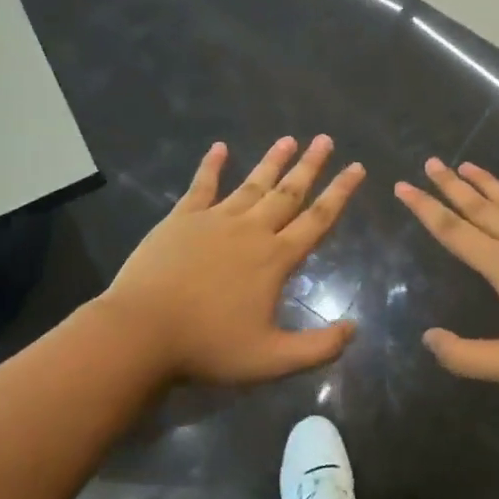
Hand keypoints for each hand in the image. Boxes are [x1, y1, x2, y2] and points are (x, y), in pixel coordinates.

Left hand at [99, 135, 364, 383]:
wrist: (141, 332)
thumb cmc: (208, 347)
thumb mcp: (272, 360)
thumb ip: (318, 347)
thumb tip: (354, 329)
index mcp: (275, 258)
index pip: (317, 219)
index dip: (340, 193)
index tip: (356, 167)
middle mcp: (251, 230)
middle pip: (288, 192)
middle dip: (310, 165)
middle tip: (326, 139)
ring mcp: (214, 220)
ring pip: (252, 184)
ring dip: (272, 161)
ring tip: (288, 138)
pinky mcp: (181, 219)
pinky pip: (202, 186)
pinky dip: (212, 165)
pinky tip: (220, 148)